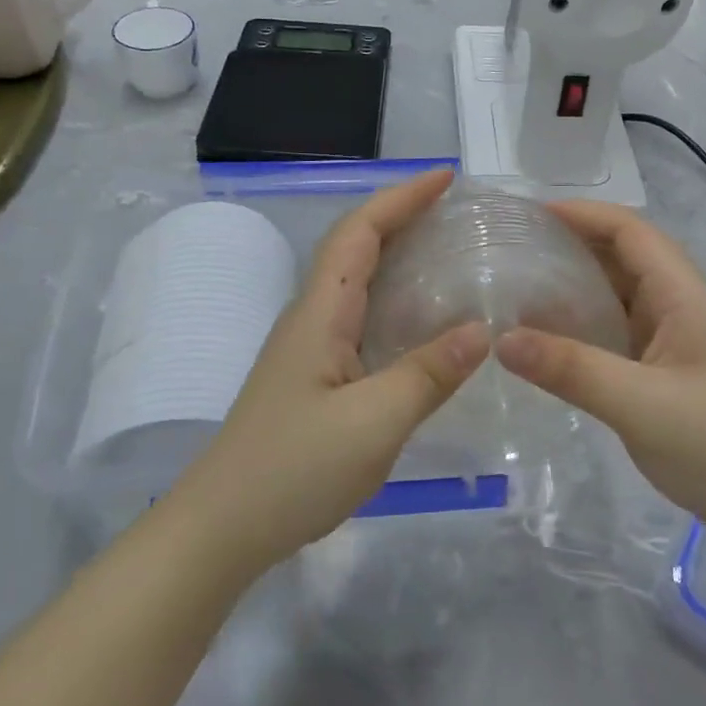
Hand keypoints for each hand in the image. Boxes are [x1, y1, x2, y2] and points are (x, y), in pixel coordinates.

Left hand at [173, 170, 487, 575]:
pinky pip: (362, 317)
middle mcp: (312, 318)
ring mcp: (310, 348)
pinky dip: (396, 299)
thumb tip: (482, 330)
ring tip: (451, 251)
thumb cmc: (293, 470)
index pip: (360, 232)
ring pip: (358, 282)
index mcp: (321, 313)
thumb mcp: (373, 424)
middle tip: (460, 212)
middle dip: (404, 217)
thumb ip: (428, 374)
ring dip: (399, 254)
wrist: (223, 527)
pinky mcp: (315, 376)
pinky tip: (424, 321)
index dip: (401, 198)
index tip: (447, 178)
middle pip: (357, 247)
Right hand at [494, 200, 705, 545]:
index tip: (528, 215)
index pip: (631, 232)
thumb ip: (572, 370)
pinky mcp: (666, 376)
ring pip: (618, 299)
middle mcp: (680, 309)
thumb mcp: (643, 406)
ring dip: (574, 289)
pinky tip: (548, 342)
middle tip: (511, 252)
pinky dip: (582, 329)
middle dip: (570, 246)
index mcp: (684, 297)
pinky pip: (617, 336)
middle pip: (622, 258)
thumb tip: (501, 339)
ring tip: (517, 290)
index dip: (582, 214)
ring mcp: (675, 344)